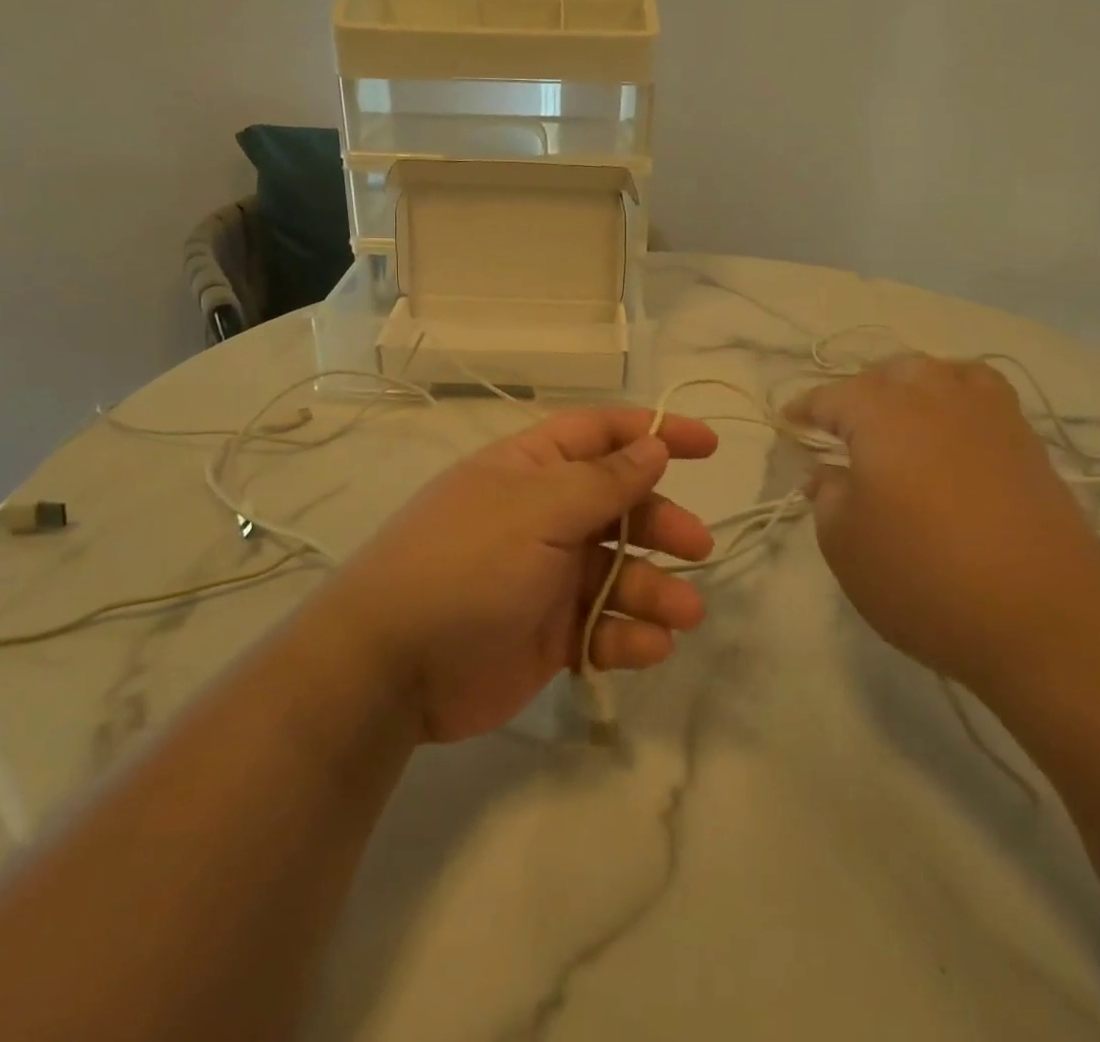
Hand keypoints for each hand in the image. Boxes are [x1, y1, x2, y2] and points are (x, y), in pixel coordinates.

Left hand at [312, 408, 719, 742]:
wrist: (391, 666)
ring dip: (656, 589)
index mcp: (532, 469)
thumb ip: (602, 482)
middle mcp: (543, 515)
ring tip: (684, 615)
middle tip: (699, 548)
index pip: (601, 434)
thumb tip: (653, 444)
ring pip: (619, 572)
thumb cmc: (467, 565)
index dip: (654, 433)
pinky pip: (602, 628)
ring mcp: (546, 576)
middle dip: (662, 523)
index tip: (708, 446)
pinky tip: (649, 647)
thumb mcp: (537, 511)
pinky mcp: (549, 633)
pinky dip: (628, 636)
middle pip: (620, 506)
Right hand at [786, 355, 1099, 685]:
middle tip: (844, 428)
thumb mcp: (845, 543)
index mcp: (881, 413)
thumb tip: (827, 472)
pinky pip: (985, 398)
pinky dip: (960, 401)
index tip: (788, 424)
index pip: (830, 397)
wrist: (1047, 617)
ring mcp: (989, 417)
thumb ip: (827, 496)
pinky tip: (954, 436)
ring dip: (914, 386)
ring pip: (944, 373)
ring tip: (902, 417)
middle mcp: (935, 397)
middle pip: (891, 372)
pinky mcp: (1028, 445)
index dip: (804, 410)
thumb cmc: (924, 576)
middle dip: (860, 391)